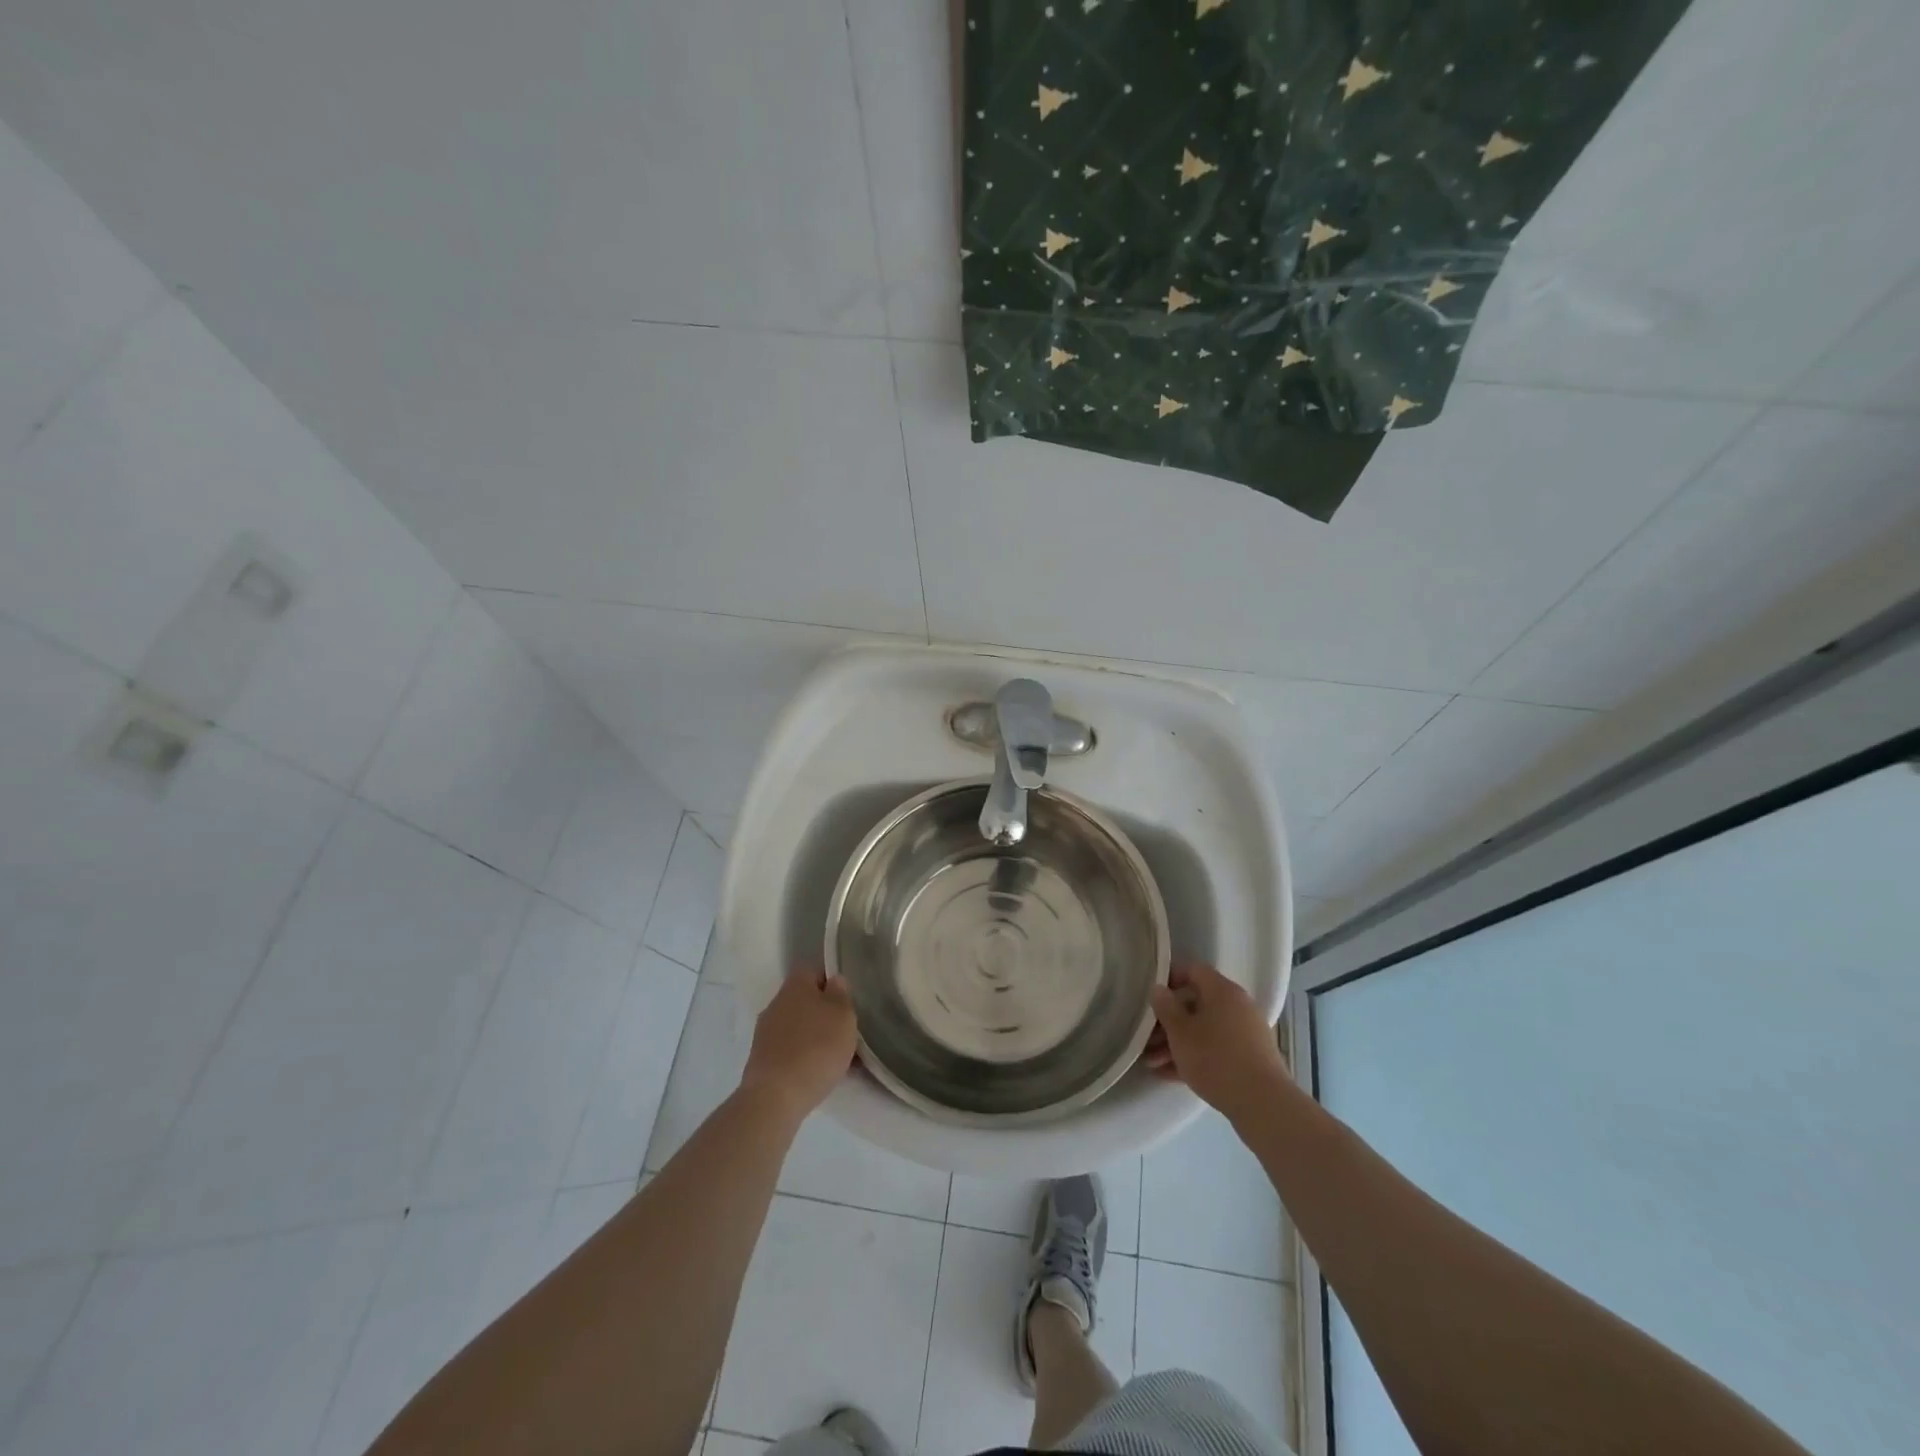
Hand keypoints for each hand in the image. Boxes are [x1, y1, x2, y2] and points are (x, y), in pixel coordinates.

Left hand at [740, 967, 857, 1121]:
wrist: (775, 1097)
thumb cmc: (816, 1047)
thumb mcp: (843, 1015)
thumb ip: (841, 994)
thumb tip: (834, 981)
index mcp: (795, 985)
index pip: (812, 969)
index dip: (830, 980)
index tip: (847, 999)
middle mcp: (776, 1003)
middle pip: (804, 999)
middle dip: (824, 1012)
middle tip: (845, 1029)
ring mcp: (765, 1033)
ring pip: (798, 1026)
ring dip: (815, 1036)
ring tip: (837, 1057)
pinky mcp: (762, 1060)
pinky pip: (790, 1050)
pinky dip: (804, 1057)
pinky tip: (820, 1074)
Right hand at [1145, 962, 1288, 1124]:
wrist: (1263, 1104)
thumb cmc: (1216, 1058)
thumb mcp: (1180, 1032)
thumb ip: (1165, 1006)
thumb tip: (1159, 988)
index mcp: (1223, 991)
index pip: (1194, 970)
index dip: (1170, 978)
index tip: (1152, 996)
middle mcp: (1238, 1006)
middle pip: (1196, 1004)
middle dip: (1168, 1021)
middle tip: (1147, 1038)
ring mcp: (1246, 1033)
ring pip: (1204, 1030)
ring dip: (1178, 1043)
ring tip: (1152, 1063)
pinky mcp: (1250, 1059)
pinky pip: (1216, 1049)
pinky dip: (1195, 1057)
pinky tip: (1169, 1075)